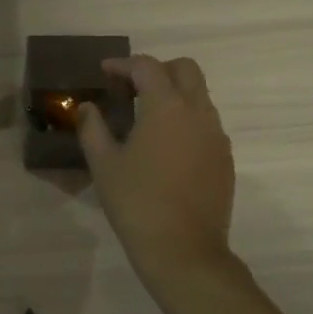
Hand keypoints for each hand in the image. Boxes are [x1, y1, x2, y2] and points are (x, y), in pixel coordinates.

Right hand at [78, 55, 235, 284]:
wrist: (183, 250)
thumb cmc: (137, 202)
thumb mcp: (104, 164)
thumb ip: (92, 128)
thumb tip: (87, 107)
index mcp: (167, 107)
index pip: (147, 67)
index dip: (123, 64)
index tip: (104, 71)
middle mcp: (198, 113)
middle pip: (186, 70)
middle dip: (158, 69)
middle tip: (131, 87)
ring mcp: (217, 137)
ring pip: (200, 97)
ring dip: (174, 94)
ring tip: (146, 116)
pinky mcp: (225, 159)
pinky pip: (207, 124)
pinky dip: (186, 120)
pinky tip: (166, 145)